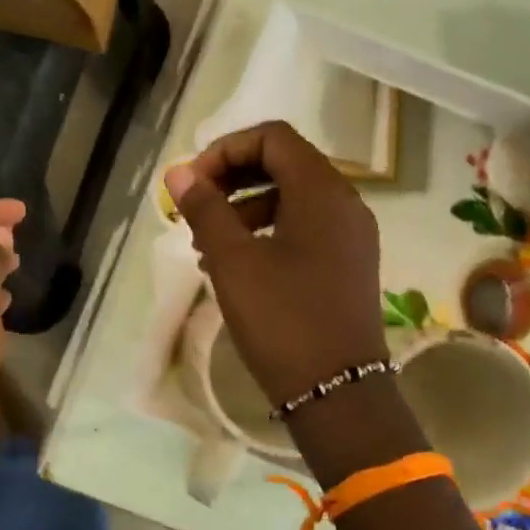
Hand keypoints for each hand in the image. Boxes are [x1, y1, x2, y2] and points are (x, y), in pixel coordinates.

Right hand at [163, 121, 387, 405]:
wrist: (336, 391)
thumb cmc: (281, 319)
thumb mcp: (232, 261)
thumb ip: (205, 209)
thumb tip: (179, 172)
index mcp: (322, 191)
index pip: (272, 137)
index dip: (225, 150)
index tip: (192, 184)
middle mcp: (344, 203)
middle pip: (284, 163)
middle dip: (232, 177)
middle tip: (195, 207)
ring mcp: (350, 235)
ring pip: (292, 197)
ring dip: (245, 206)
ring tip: (206, 244)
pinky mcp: (346, 263)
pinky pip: (304, 227)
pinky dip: (267, 230)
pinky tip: (236, 264)